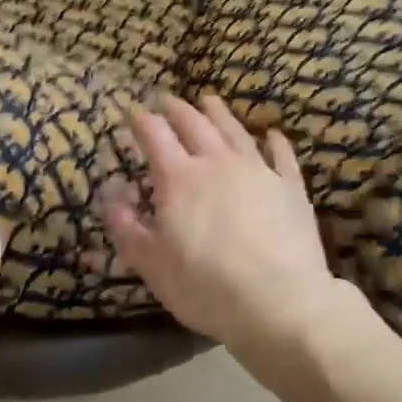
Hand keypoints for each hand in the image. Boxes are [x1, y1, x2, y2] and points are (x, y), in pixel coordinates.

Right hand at [100, 93, 352, 364]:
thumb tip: (112, 197)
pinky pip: (281, 155)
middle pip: (195, 124)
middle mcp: (217, 162)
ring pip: (235, 130)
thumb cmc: (206, 286)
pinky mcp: (289, 186)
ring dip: (219, 113)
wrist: (279, 300)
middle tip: (168, 101)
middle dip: (177, 110)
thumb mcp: (152, 265)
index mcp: (179, 178)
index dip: (142, 121)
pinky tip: (272, 134)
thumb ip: (127, 228)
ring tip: (209, 101)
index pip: (155, 135)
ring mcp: (257, 170)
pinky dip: (275, 141)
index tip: (133, 114)